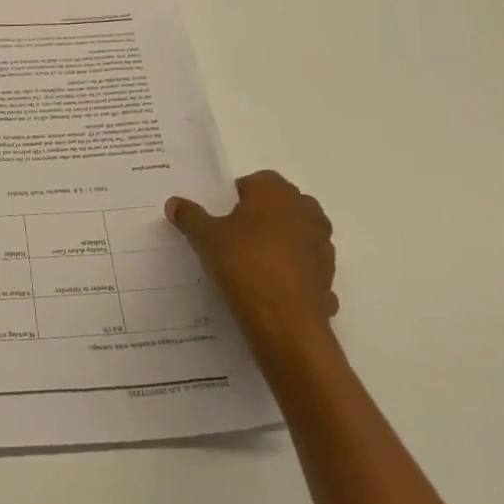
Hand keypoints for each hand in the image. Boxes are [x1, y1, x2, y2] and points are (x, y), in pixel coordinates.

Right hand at [166, 170, 337, 358]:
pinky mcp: (329, 277)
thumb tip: (173, 203)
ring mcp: (322, 245)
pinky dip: (294, 273)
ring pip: (298, 235)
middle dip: (263, 216)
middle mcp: (306, 211)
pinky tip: (273, 290)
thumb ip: (190, 216)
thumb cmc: (244, 264)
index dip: (238, 196)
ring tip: (255, 263)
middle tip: (236, 236)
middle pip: (282, 205)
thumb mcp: (205, 238)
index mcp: (276, 192)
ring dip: (283, 243)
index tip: (222, 216)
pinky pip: (307, 267)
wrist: (285, 323)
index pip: (257, 180)